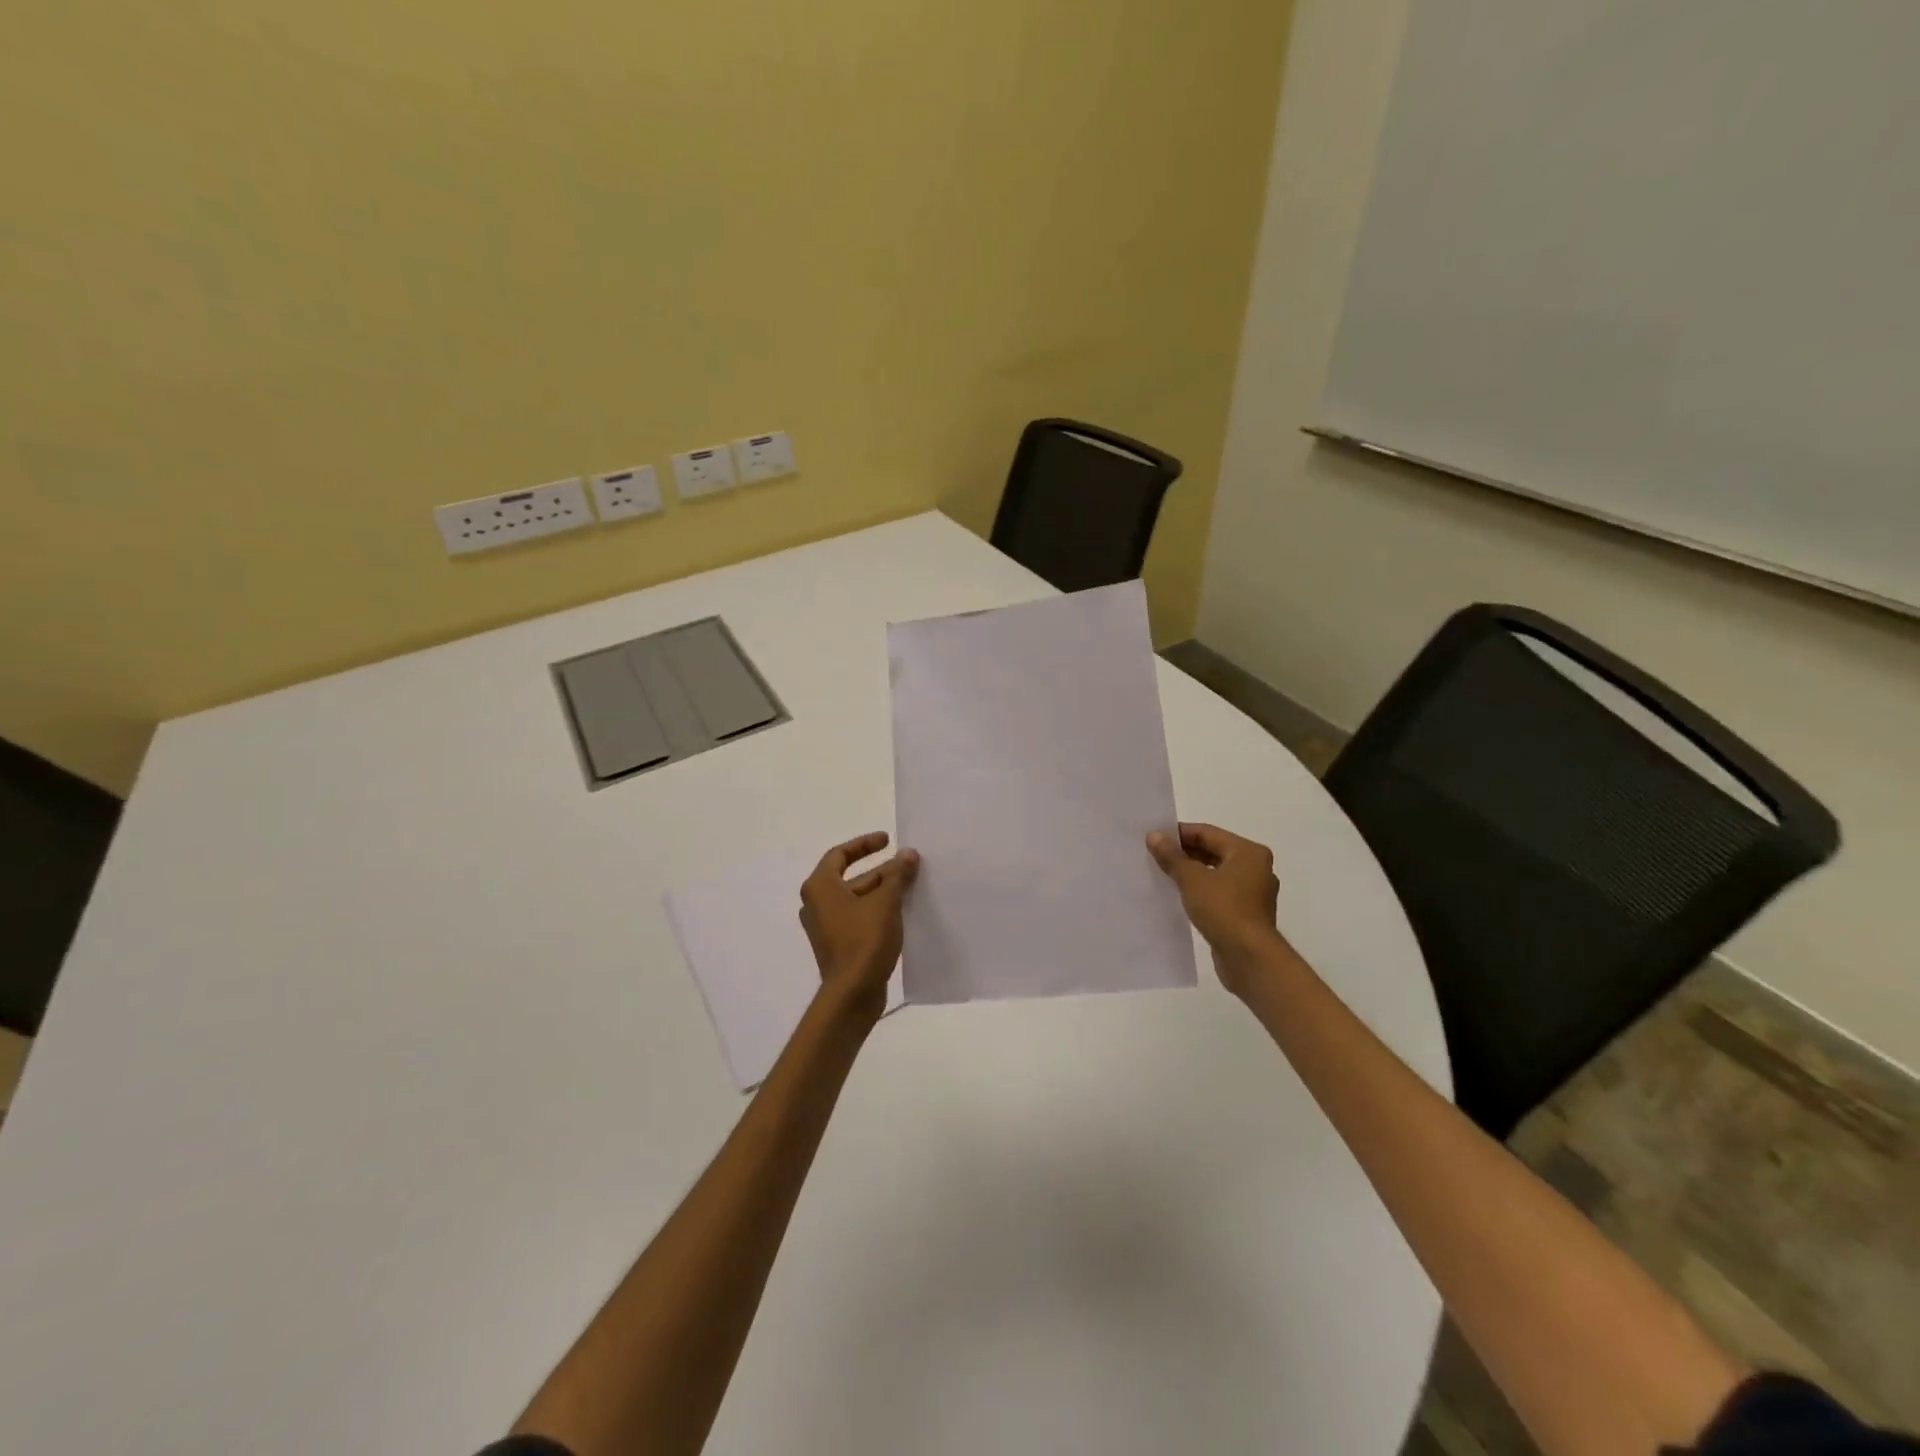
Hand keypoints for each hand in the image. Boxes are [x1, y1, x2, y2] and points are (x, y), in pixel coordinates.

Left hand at [799, 832, 919, 1023]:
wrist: (852, 994)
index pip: (840, 854)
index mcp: (820, 887)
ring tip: (912, 886)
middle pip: (851, 878)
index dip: (864, 844)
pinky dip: (878, 910)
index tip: (888, 840)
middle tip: (909, 865)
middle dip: (882, 870)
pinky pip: (859, 918)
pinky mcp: (839, 945)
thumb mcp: (885, 902)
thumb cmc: (864, 940)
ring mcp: (827, 927)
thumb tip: (908, 854)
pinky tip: (904, 912)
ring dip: (883, 891)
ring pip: (857, 899)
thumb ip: (897, 875)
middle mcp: (817, 904)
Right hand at [1147, 823, 1283, 995]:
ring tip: (1164, 875)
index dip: (1179, 834)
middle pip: (1214, 852)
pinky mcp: (1248, 914)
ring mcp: (1254, 893)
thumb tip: (1154, 836)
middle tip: (1155, 856)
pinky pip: (1220, 893)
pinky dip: (1201, 891)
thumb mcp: (1192, 879)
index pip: (1208, 833)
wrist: (1249, 958)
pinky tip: (1180, 897)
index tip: (1154, 838)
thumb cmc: (1223, 909)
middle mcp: (1256, 868)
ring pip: (1216, 874)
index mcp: (1248, 853)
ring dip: (1192, 873)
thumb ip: (1172, 856)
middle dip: (1184, 854)